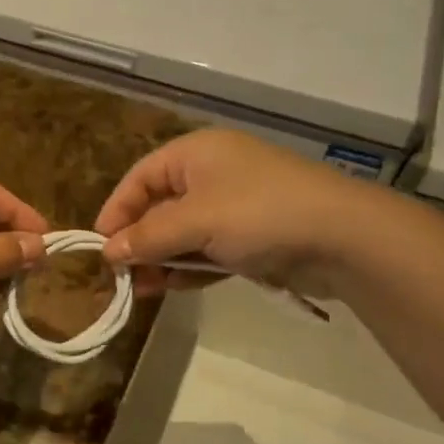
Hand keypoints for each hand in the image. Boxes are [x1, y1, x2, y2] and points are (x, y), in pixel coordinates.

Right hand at [94, 130, 386, 295]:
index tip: (99, 246)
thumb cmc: (259, 214)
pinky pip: (206, 250)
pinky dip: (188, 267)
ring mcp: (233, 206)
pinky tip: (170, 287)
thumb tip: (107, 253)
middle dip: (138, 241)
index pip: (140, 178)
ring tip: (142, 289)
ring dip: (160, 259)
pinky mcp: (250, 237)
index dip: (116, 210)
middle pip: (159, 207)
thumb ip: (147, 237)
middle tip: (120, 276)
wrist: (344, 237)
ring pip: (182, 233)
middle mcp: (211, 174)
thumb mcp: (195, 222)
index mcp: (195, 153)